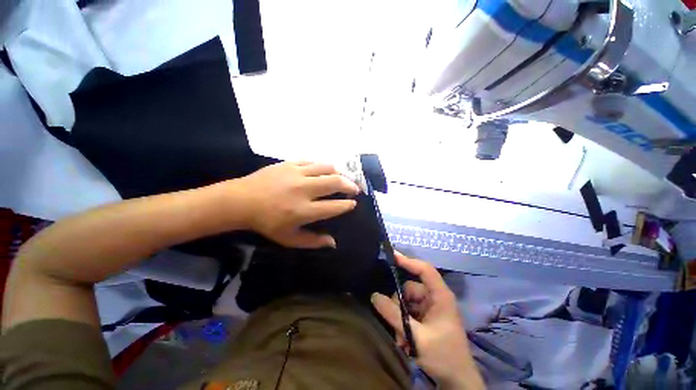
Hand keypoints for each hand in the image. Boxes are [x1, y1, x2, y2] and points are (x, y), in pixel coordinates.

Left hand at [234, 161, 359, 248]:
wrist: (241, 201)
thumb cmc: (266, 223)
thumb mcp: (289, 238)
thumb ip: (313, 241)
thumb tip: (333, 242)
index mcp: (303, 211)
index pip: (334, 207)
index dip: (347, 205)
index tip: (353, 204)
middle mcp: (303, 190)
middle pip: (335, 182)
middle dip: (350, 185)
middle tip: (355, 189)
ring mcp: (296, 174)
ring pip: (327, 168)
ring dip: (340, 172)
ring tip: (345, 177)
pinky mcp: (290, 163)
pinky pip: (313, 161)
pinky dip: (323, 165)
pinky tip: (326, 169)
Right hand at [371, 253, 484, 388]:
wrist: (458, 382)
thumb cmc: (443, 356)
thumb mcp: (416, 335)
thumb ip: (394, 314)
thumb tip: (374, 295)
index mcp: (440, 296)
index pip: (424, 270)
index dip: (408, 261)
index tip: (391, 256)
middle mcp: (435, 298)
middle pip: (409, 287)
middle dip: (398, 303)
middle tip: (393, 321)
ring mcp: (430, 308)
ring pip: (406, 301)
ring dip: (400, 316)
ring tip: (401, 336)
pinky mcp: (426, 318)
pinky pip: (409, 311)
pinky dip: (403, 322)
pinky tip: (403, 339)